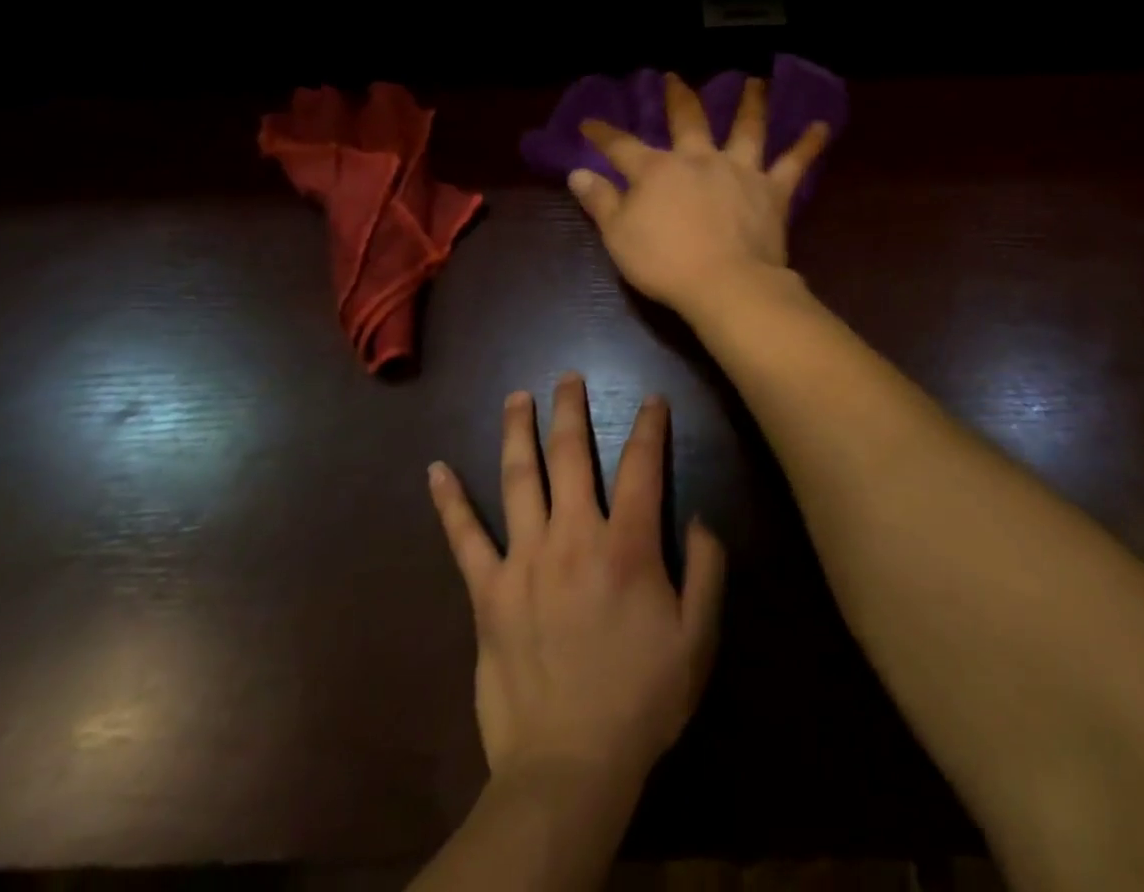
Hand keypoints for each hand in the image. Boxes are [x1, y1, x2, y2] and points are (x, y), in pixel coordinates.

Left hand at [428, 373, 725, 786]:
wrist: (568, 766)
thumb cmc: (641, 700)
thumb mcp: (698, 640)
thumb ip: (708, 571)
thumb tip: (699, 517)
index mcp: (626, 546)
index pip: (641, 466)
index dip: (649, 426)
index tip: (652, 399)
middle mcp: (574, 537)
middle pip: (571, 455)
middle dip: (571, 409)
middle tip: (568, 376)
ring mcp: (524, 560)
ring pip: (519, 478)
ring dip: (518, 431)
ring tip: (516, 397)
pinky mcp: (488, 592)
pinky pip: (464, 538)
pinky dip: (449, 502)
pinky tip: (436, 470)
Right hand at [568, 74, 829, 314]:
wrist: (725, 284)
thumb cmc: (665, 263)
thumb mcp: (619, 236)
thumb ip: (600, 201)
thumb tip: (577, 173)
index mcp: (657, 170)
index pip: (622, 147)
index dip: (603, 135)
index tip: (589, 124)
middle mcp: (699, 159)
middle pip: (688, 119)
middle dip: (678, 97)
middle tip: (675, 78)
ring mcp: (739, 170)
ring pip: (747, 128)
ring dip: (751, 103)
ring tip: (757, 82)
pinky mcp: (772, 190)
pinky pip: (794, 162)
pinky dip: (809, 144)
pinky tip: (822, 126)